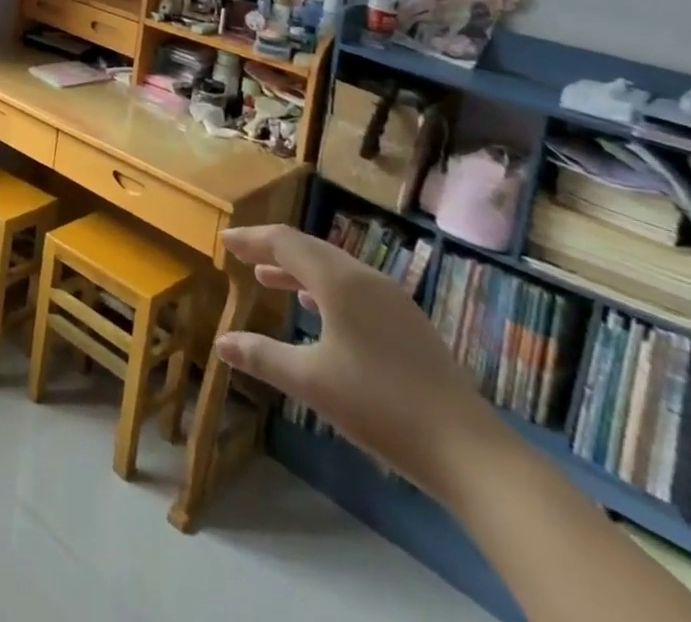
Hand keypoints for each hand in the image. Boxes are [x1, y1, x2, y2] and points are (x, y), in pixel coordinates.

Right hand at [213, 224, 509, 498]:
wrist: (469, 451)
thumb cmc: (380, 406)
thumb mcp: (311, 382)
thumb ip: (263, 356)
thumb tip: (221, 342)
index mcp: (339, 281)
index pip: (285, 242)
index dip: (252, 238)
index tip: (225, 239)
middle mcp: (365, 278)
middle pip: (310, 249)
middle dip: (272, 250)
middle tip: (242, 255)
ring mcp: (392, 300)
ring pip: (334, 269)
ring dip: (298, 270)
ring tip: (268, 278)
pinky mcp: (409, 323)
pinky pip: (354, 288)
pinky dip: (324, 288)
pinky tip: (316, 309)